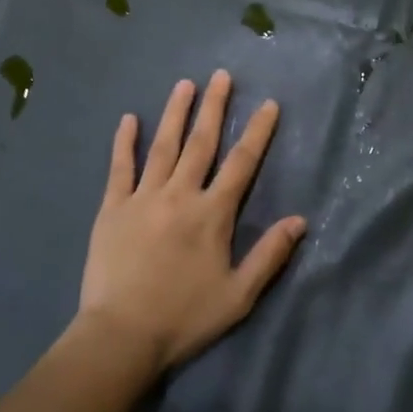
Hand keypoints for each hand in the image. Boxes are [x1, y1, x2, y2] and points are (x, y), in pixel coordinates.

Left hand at [77, 70, 306, 372]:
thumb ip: (270, 255)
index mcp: (213, 215)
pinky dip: (125, 142)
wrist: (121, 335)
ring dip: (175, 113)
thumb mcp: (239, 295)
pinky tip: (129, 119)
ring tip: (185, 84)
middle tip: (221, 76)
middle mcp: (180, 195)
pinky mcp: (112, 208)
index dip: (257, 132)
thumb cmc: (185, 317)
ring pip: (163, 146)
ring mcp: (143, 198)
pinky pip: (120, 168)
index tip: (268, 104)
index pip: (242, 164)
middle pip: (201, 143)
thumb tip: (300, 220)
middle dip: (214, 107)